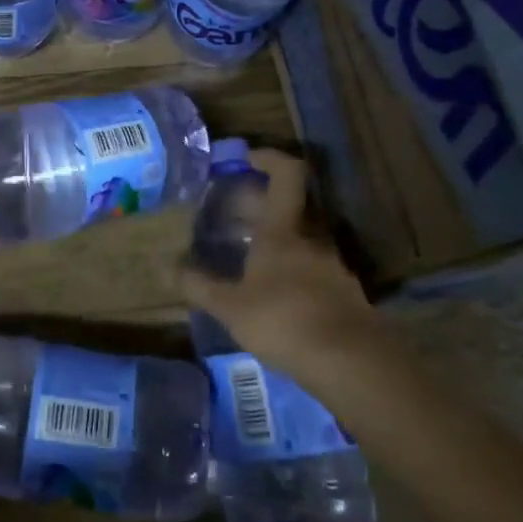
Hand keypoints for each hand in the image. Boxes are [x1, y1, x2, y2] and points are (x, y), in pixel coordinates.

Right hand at [180, 149, 375, 379]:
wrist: (352, 363)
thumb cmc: (284, 321)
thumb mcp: (231, 307)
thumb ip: (200, 286)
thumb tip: (170, 267)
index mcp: (284, 230)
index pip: (286, 175)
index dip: (269, 158)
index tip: (248, 158)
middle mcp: (312, 239)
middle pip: (293, 206)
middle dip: (263, 205)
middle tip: (235, 214)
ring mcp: (333, 266)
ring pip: (304, 238)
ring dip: (280, 239)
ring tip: (252, 258)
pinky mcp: (345, 293)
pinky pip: (315, 268)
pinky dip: (295, 269)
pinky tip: (278, 294)